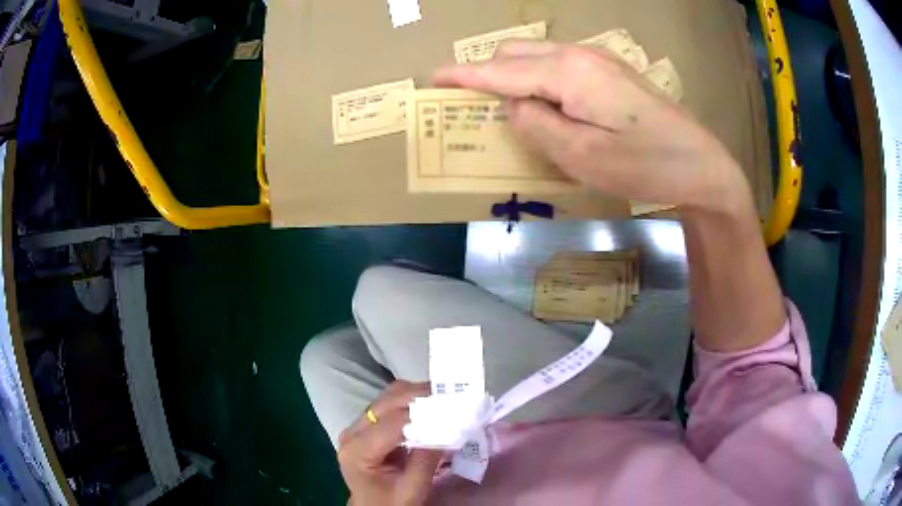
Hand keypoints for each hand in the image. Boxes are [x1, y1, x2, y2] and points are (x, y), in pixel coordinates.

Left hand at [339, 381, 442, 505]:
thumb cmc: (391, 503)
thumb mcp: (412, 488)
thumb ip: (427, 459)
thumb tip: (449, 428)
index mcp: (357, 451)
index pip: (393, 423)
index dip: (425, 414)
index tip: (454, 410)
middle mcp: (353, 432)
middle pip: (387, 402)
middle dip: (421, 396)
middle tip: (453, 398)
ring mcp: (358, 427)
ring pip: (388, 397)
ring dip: (417, 395)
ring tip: (445, 401)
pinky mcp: (368, 426)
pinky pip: (390, 404)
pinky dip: (413, 402)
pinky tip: (431, 408)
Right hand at [433, 41, 752, 212]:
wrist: (701, 165)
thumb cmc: (644, 165)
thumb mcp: (582, 155)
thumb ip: (535, 124)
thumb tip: (512, 105)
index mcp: (569, 72)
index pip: (503, 70)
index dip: (465, 75)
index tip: (434, 78)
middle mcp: (580, 55)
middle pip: (516, 53)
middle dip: (487, 73)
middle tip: (472, 105)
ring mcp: (599, 60)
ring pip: (538, 56)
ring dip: (513, 75)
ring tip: (507, 108)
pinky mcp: (611, 72)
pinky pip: (559, 64)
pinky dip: (539, 79)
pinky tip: (546, 104)